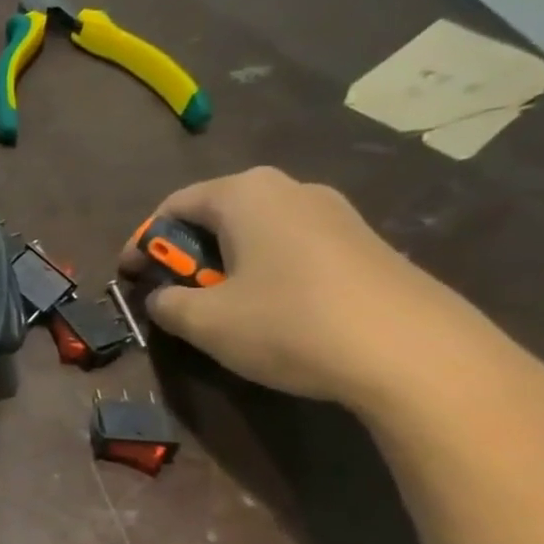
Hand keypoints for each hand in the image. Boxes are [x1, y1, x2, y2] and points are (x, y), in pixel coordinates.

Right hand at [120, 167, 520, 411]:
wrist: (416, 354)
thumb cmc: (289, 324)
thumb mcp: (205, 322)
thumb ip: (167, 304)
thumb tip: (163, 298)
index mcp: (245, 194)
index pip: (173, 206)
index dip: (142, 242)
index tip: (127, 277)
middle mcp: (291, 189)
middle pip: (217, 213)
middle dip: (185, 252)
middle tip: (172, 291)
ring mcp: (337, 214)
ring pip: (258, 231)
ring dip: (226, 263)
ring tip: (219, 305)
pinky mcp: (367, 244)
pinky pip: (294, 248)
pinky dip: (265, 271)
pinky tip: (271, 311)